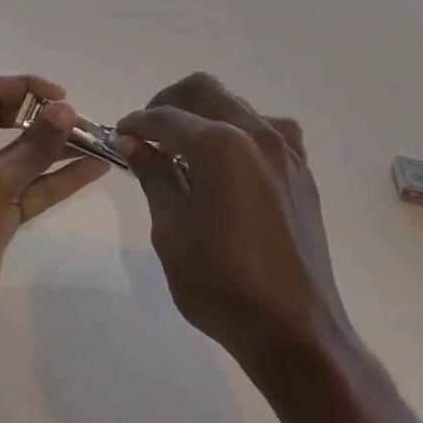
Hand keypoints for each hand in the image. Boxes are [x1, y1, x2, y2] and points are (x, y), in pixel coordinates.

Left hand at [0, 74, 108, 369]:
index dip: (29, 89)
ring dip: (57, 149)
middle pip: (8, 120)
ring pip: (22, 155)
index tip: (66, 98)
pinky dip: (56, 179)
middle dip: (46, 120)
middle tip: (86, 122)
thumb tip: (67, 108)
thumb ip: (36, 146)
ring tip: (99, 142)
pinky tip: (92, 169)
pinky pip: (29, 186)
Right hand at [117, 73, 347, 371]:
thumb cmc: (223, 287)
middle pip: (204, 90)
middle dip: (170, 101)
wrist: (296, 332)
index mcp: (219, 146)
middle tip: (150, 132)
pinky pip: (268, 129)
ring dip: (206, 114)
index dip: (137, 123)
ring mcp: (285, 150)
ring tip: (187, 148)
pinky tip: (232, 163)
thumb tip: (134, 142)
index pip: (165, 117)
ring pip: (237, 103)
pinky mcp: (302, 170)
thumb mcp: (172, 233)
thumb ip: (154, 176)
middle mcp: (255, 133)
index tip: (120, 135)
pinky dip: (242, 131)